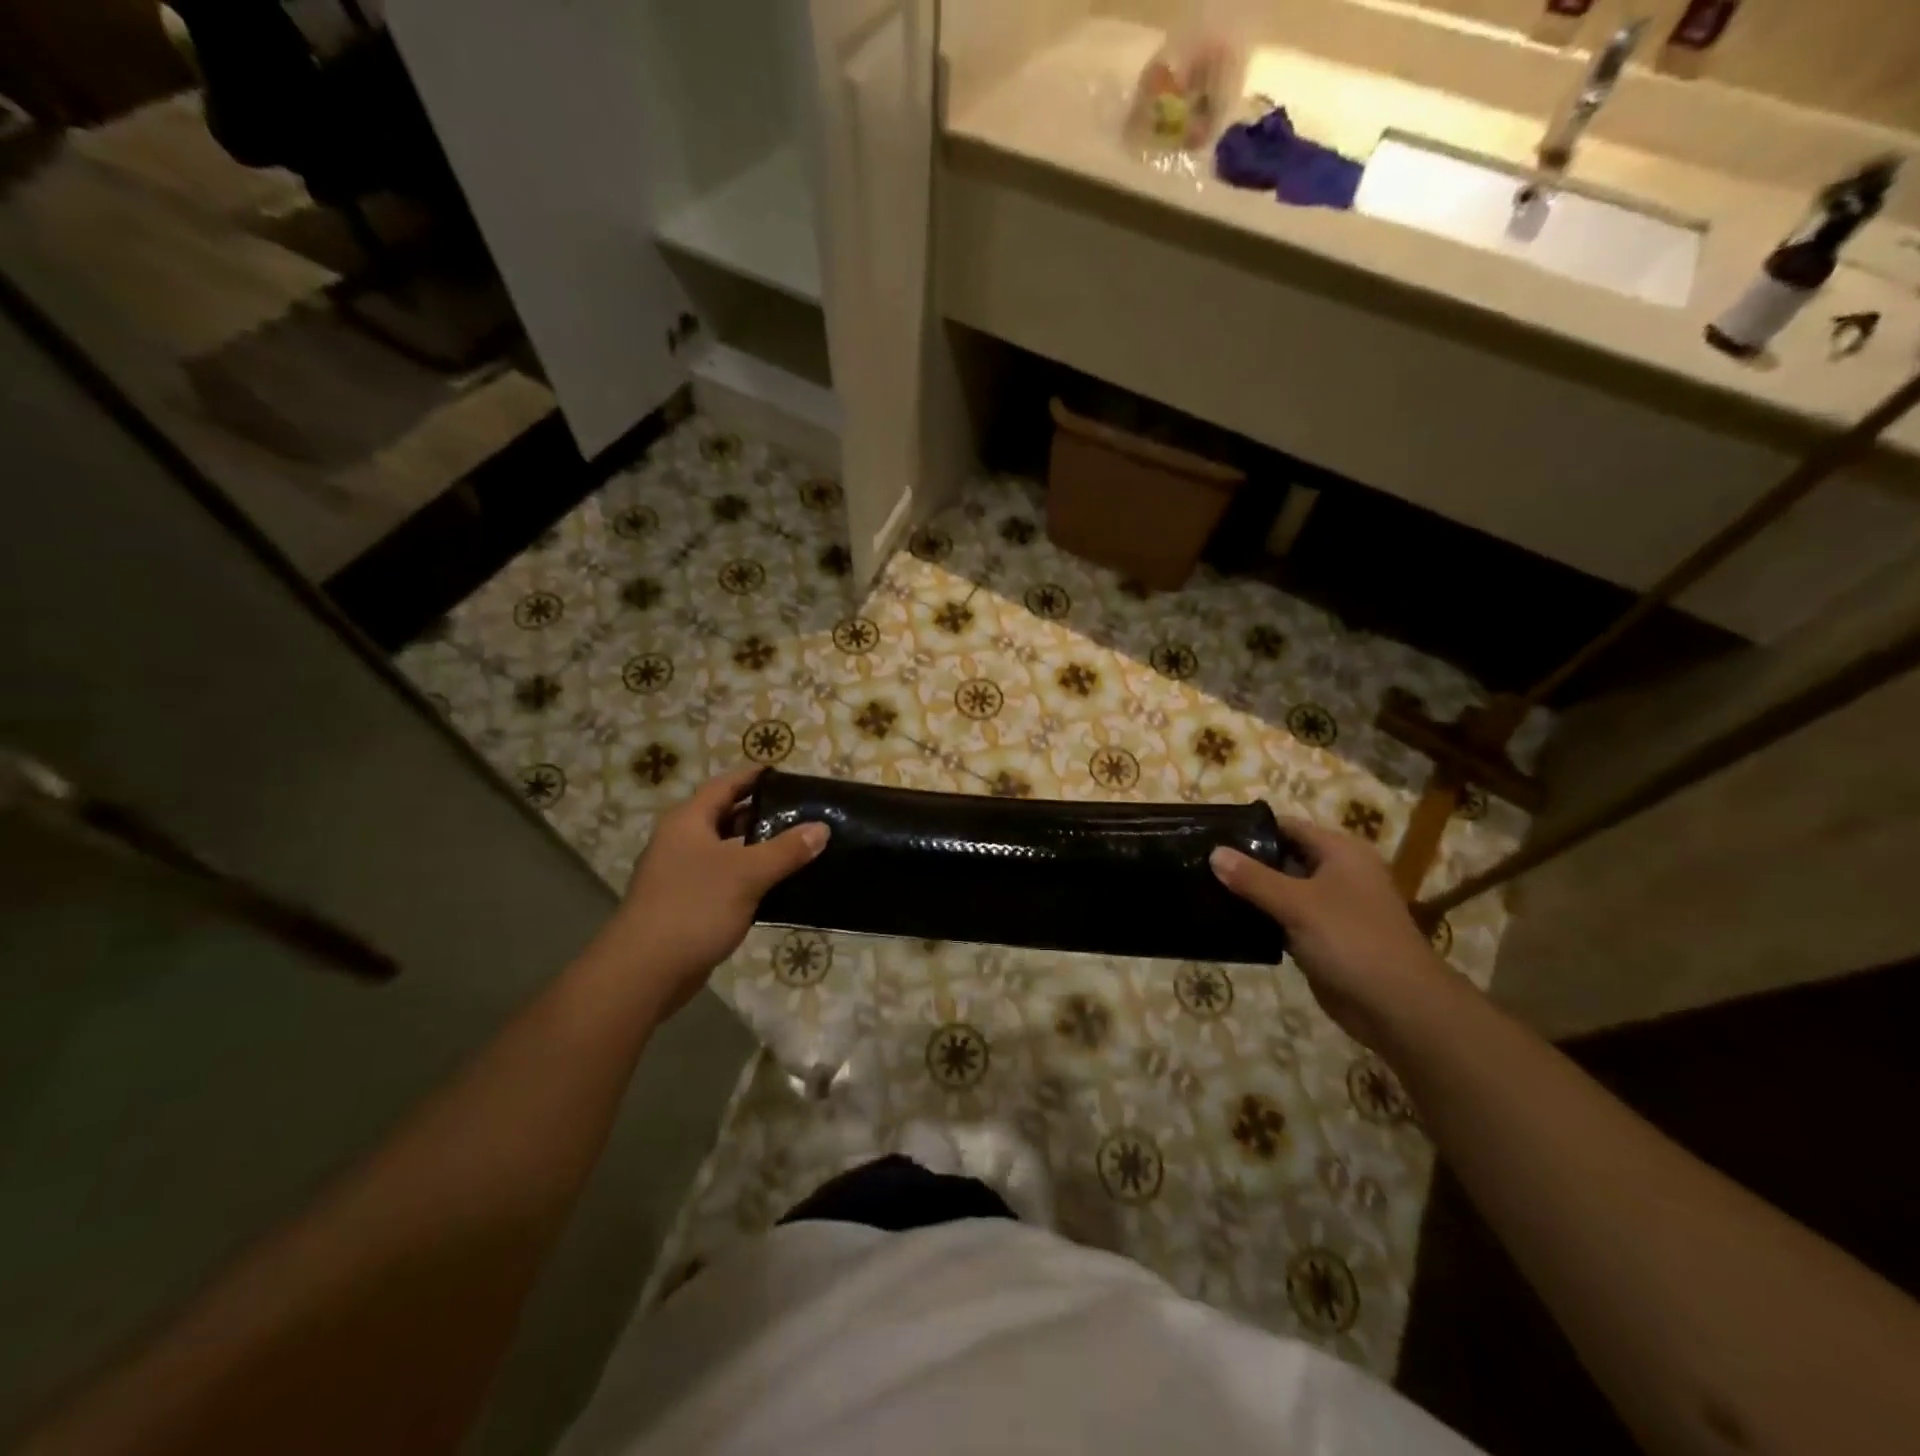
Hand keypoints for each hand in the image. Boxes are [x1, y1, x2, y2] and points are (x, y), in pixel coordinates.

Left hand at [613, 766, 826, 1014]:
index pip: (725, 785)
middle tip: (800, 812)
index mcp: (688, 821)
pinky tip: (776, 886)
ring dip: (757, 848)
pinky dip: (748, 877)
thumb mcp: (748, 873)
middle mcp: (681, 841)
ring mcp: (680, 874)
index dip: (754, 776)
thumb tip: (821, 827)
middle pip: (725, 816)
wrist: (645, 971)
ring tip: (797, 847)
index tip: (786, 774)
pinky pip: (723, 879)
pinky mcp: (686, 904)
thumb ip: (787, 849)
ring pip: (726, 850)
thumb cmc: (695, 907)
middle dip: (761, 814)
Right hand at [1212, 819, 1457, 1049]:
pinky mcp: (1323, 937)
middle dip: (1245, 861)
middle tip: (1200, 862)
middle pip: (1283, 857)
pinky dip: (1262, 919)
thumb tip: (1213, 852)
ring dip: (1251, 892)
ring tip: (1204, 888)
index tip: (1211, 833)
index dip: (1251, 828)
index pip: (1287, 827)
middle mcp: (1338, 873)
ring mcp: (1331, 907)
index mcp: (1341, 852)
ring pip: (1282, 890)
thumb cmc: (1351, 941)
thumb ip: (1253, 878)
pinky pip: (1285, 919)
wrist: (1398, 1007)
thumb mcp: (1298, 904)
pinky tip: (1227, 920)